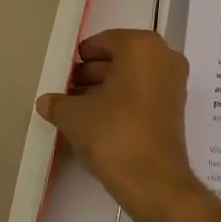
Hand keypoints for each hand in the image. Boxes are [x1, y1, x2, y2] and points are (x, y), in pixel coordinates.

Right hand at [37, 30, 204, 221]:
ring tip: (75, 107)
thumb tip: (45, 100)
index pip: (104, 41)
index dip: (80, 58)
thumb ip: (58, 102)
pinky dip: (123, 99)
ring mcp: (173, 81)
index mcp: (142, 46)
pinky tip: (97, 119)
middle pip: (121, 57)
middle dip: (92, 73)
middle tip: (66, 90)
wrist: (154, 180)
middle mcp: (163, 56)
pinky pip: (144, 92)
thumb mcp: (75, 116)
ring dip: (106, 87)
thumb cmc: (114, 133)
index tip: (63, 73)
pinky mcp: (175, 106)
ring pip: (133, 76)